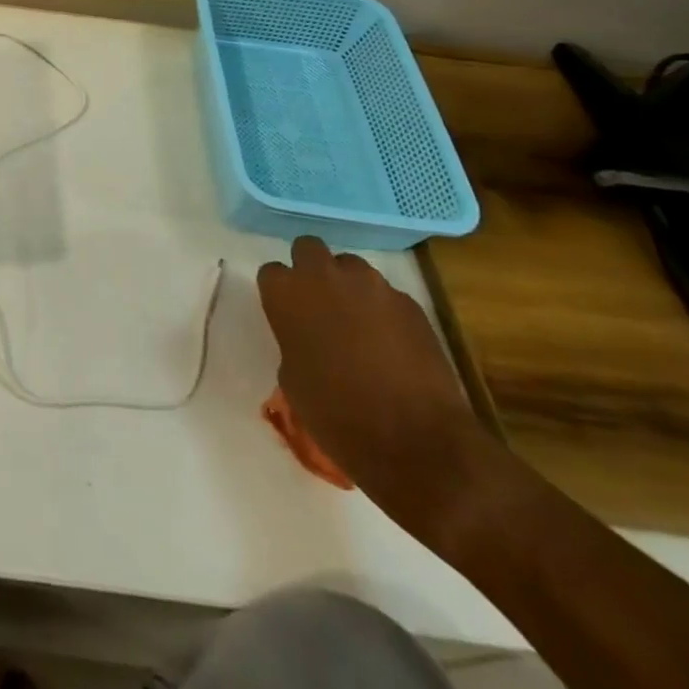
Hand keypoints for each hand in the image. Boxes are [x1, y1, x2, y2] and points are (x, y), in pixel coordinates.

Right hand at [257, 237, 490, 535]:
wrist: (417, 441)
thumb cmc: (337, 415)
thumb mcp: (293, 378)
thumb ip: (294, 341)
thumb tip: (309, 338)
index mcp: (287, 294)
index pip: (271, 272)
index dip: (280, 293)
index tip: (287, 315)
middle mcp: (324, 276)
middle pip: (308, 247)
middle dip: (310, 269)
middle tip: (319, 304)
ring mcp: (372, 286)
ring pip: (351, 266)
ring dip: (348, 285)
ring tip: (358, 323)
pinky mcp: (410, 303)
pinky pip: (387, 294)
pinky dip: (383, 310)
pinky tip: (391, 344)